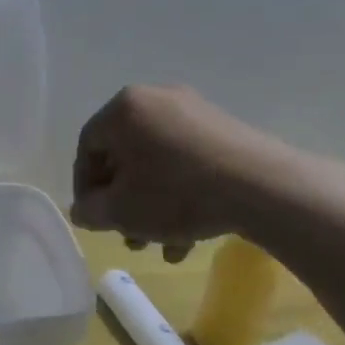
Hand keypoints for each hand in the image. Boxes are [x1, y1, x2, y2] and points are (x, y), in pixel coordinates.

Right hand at [71, 85, 272, 260]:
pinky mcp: (223, 129)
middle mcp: (156, 99)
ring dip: (151, 206)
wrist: (262, 187)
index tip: (93, 220)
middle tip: (127, 235)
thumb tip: (82, 210)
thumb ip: (90, 211)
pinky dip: (179, 195)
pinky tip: (187, 238)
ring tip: (158, 245)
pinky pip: (186, 162)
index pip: (88, 148)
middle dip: (122, 202)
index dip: (84, 188)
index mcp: (124, 109)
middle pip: (124, 157)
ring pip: (157, 164)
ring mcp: (193, 112)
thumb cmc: (176, 194)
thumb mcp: (121, 211)